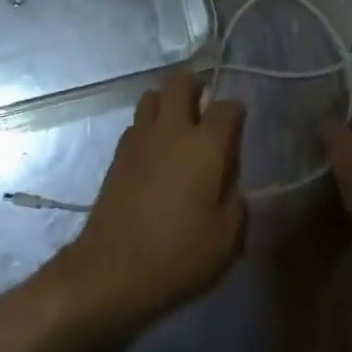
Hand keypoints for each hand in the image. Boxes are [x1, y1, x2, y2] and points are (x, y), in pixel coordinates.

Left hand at [49, 72, 246, 334]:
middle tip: (204, 105)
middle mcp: (172, 129)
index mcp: (205, 145)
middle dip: (195, 85)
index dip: (235, 112)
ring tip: (177, 123)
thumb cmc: (178, 255)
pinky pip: (136, 122)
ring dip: (167, 100)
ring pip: (152, 95)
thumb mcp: (226, 239)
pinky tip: (155, 150)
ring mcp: (140, 137)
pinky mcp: (118, 153)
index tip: (238, 126)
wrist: (113, 268)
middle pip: (180, 83)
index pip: (226, 107)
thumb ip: (235, 203)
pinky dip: (148, 125)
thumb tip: (230, 184)